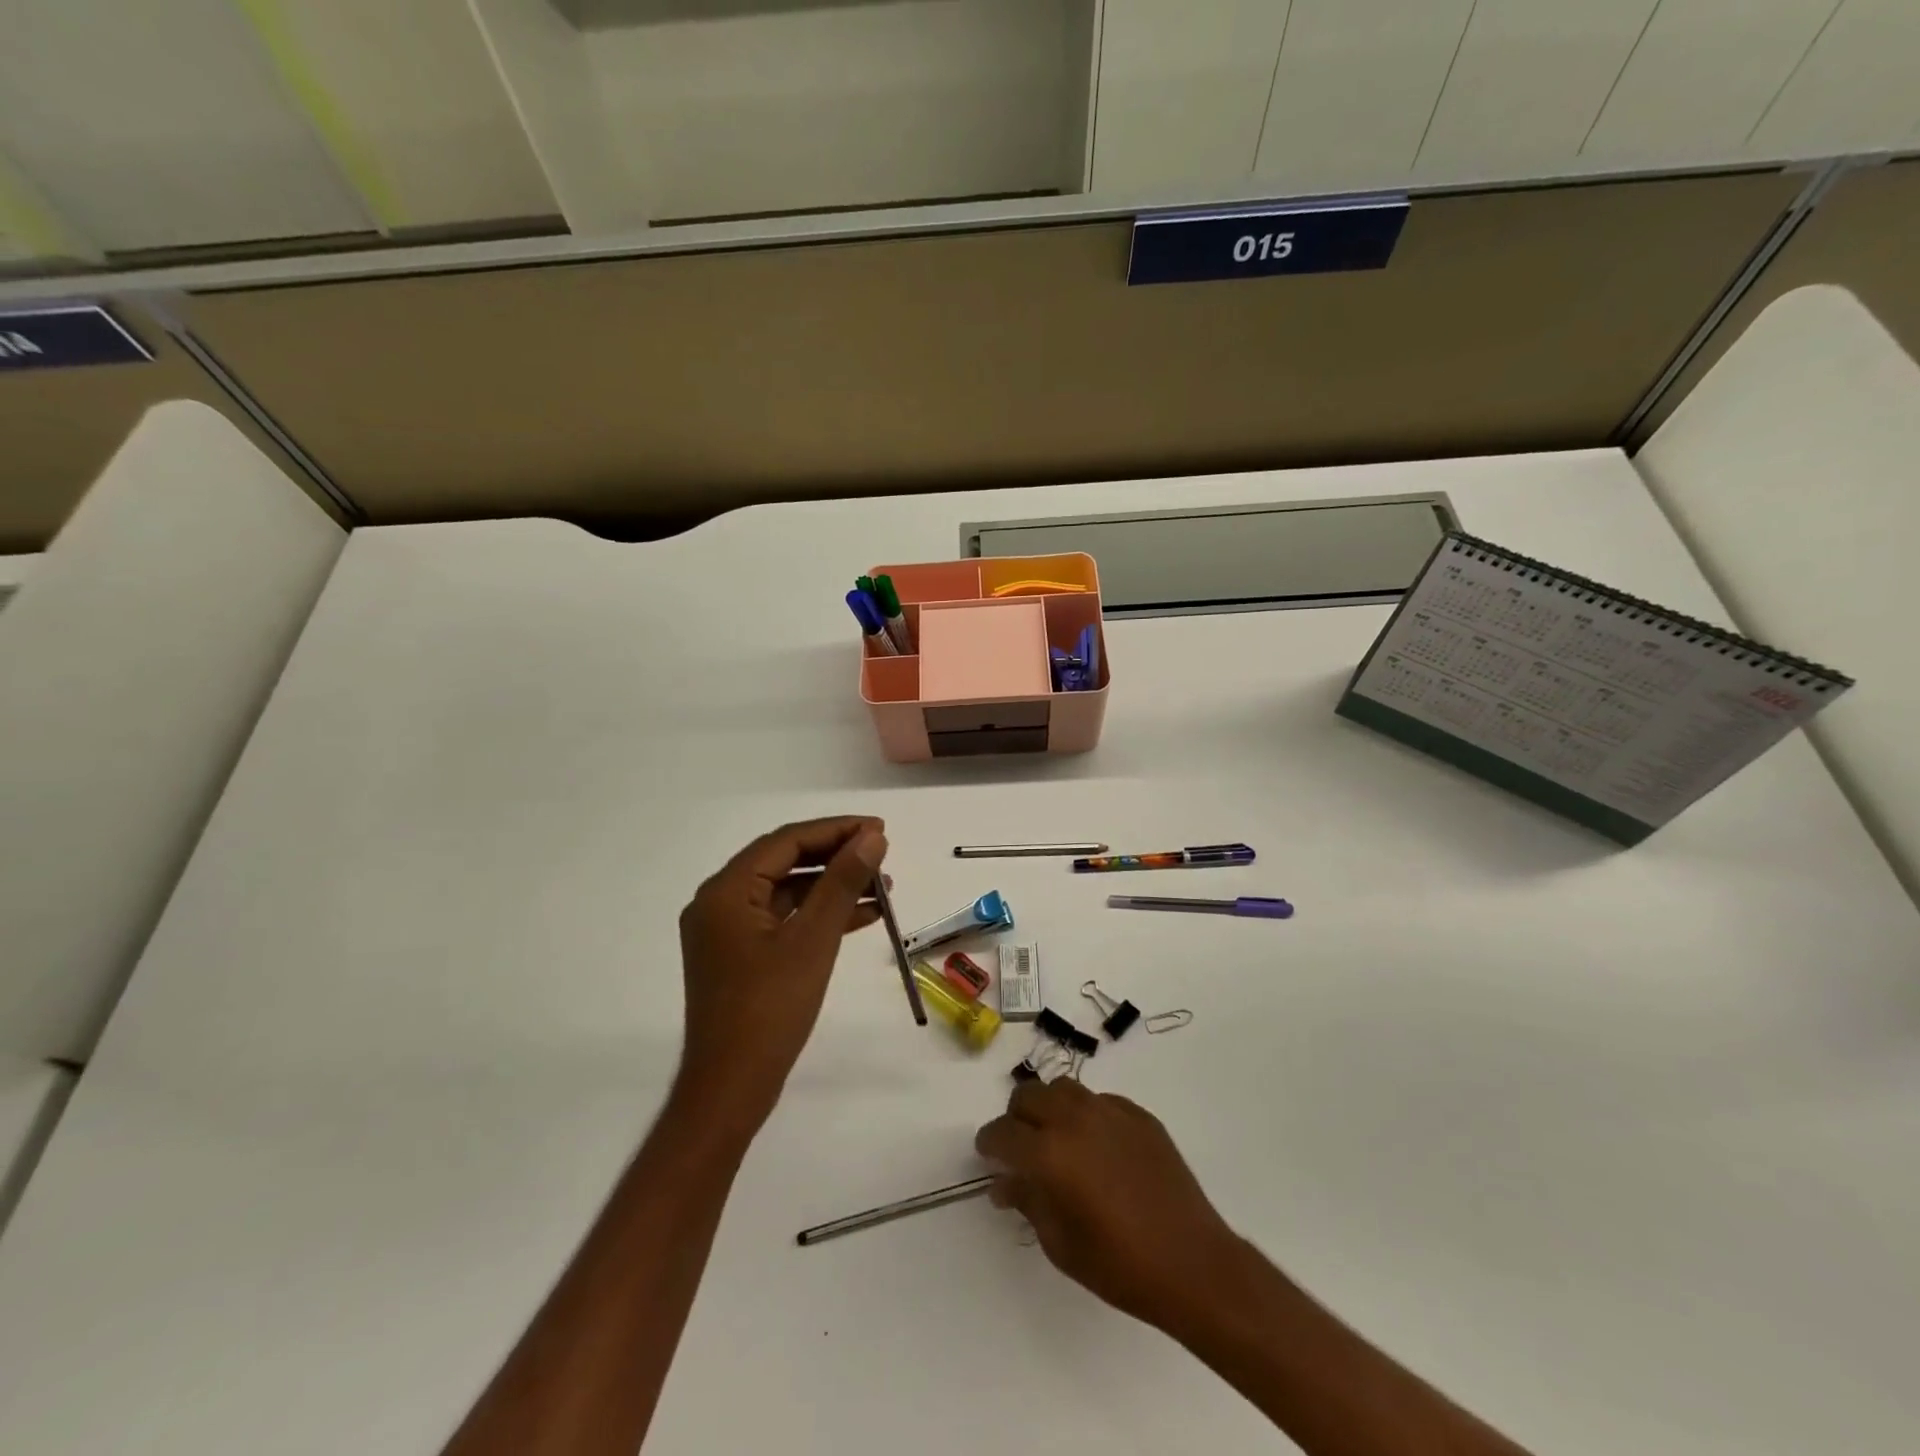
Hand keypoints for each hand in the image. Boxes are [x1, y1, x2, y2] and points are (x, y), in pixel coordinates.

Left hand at [675, 816, 887, 1133]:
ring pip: (788, 891)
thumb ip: (842, 882)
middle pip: (785, 862)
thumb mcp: (813, 940)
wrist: (730, 1089)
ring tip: (882, 885)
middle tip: (882, 854)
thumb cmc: (769, 1009)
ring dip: (833, 886)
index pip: (786, 841)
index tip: (879, 829)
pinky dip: (820, 915)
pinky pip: (785, 919)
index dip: (836, 830)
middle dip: (836, 856)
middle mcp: (720, 902)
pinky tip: (862, 916)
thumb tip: (872, 838)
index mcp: (726, 891)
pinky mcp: (741, 956)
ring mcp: (729, 931)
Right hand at [975, 1079, 1240, 1332]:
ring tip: (1058, 1140)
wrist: (1193, 1263)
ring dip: (1050, 1109)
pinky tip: (1098, 1147)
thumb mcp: (1061, 1244)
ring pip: (1063, 1089)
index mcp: (1049, 1153)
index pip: (1002, 1133)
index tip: (988, 1156)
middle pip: (1028, 1096)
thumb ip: (1028, 1202)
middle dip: (1017, 1119)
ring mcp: (1110, 1111)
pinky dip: (1086, 1115)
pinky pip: (1099, 1101)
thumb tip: (1005, 1183)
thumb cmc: (1120, 1265)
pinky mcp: (1139, 1115)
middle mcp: (1074, 1119)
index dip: (989, 1144)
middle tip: (1021, 1149)